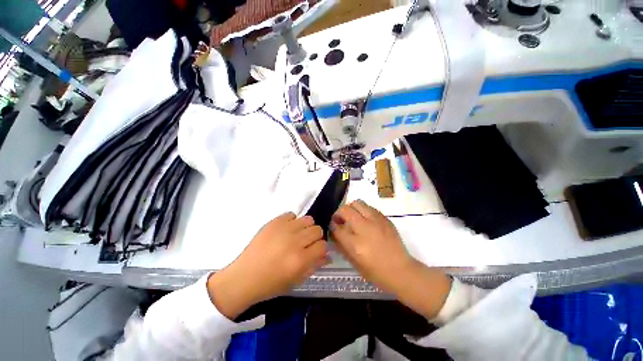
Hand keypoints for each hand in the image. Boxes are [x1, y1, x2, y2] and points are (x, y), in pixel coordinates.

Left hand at [207, 213, 327, 318]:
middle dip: (315, 237)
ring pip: (308, 219)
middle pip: (317, 229)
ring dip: (305, 227)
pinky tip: (286, 230)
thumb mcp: (296, 280)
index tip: (315, 251)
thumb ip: (314, 265)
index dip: (321, 248)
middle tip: (306, 243)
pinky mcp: (273, 222)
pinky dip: (292, 221)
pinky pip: (291, 214)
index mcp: (300, 260)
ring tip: (297, 235)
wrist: (244, 277)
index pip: (322, 245)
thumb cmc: (271, 284)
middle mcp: (294, 241)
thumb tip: (328, 255)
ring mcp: (283, 229)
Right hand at [331, 200, 451, 319]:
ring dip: (351, 209)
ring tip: (353, 217)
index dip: (332, 225)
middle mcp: (365, 228)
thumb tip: (334, 231)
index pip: (336, 227)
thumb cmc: (376, 272)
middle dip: (339, 213)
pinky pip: (369, 207)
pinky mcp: (385, 218)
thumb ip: (341, 244)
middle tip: (341, 220)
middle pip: (345, 209)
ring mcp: (376, 221)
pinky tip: (365, 220)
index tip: (333, 225)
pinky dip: (363, 210)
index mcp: (355, 244)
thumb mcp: (354, 262)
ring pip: (357, 203)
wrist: (401, 270)